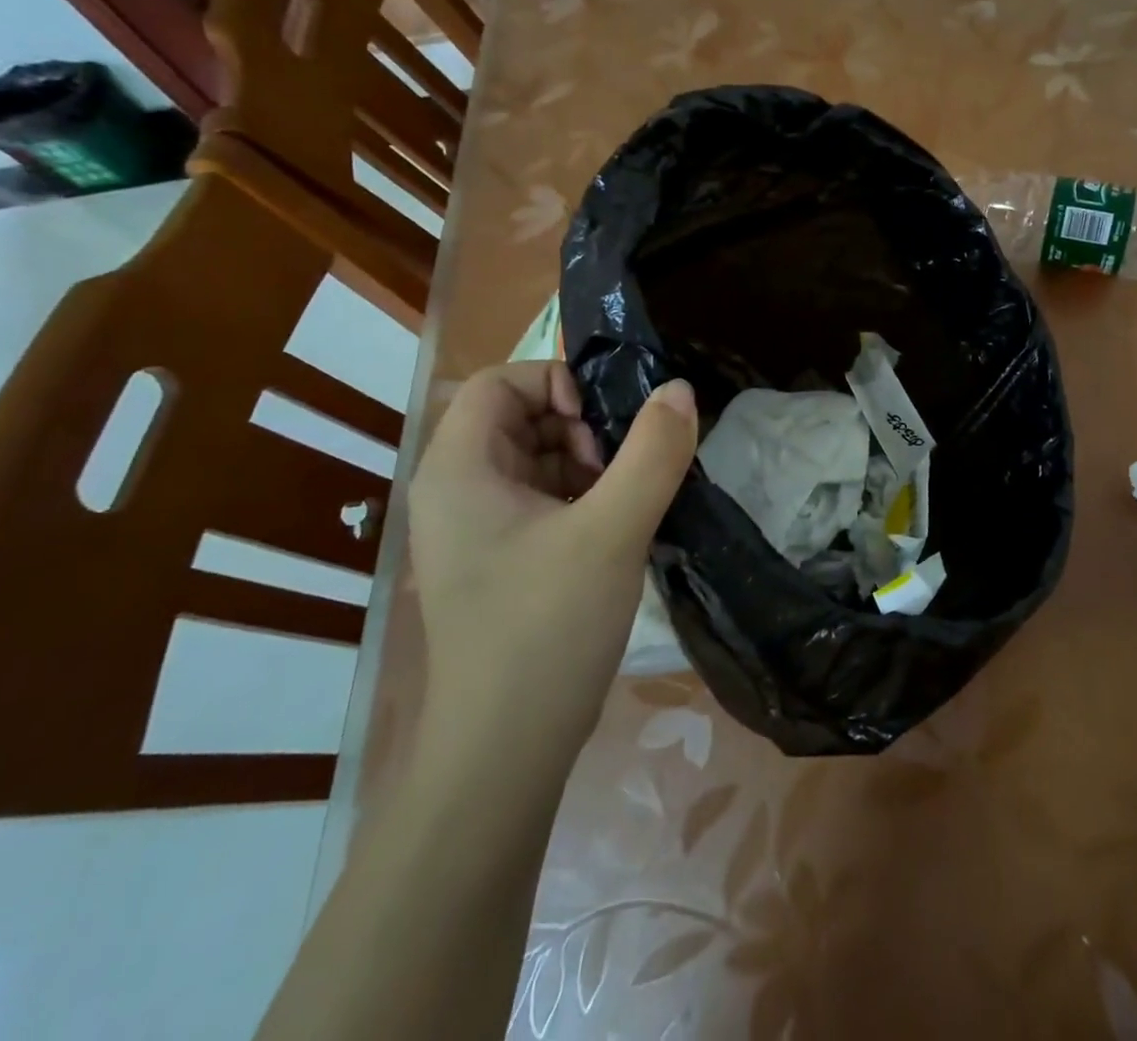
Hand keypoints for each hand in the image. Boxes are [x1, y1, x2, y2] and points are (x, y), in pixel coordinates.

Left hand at [408, 362, 697, 768]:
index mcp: (458, 470)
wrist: (505, 754)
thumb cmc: (546, 629)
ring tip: (626, 502)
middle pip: (519, 418)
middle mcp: (456, 491)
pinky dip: (583, 499)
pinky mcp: (500, 562)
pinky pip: (542, 501)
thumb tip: (680, 390)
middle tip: (620, 469)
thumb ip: (652, 453)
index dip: (556, 383)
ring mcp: (476, 531)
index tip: (603, 425)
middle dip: (579, 428)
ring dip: (588, 465)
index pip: (499, 382)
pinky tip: (618, 529)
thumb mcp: (612, 531)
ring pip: (537, 460)